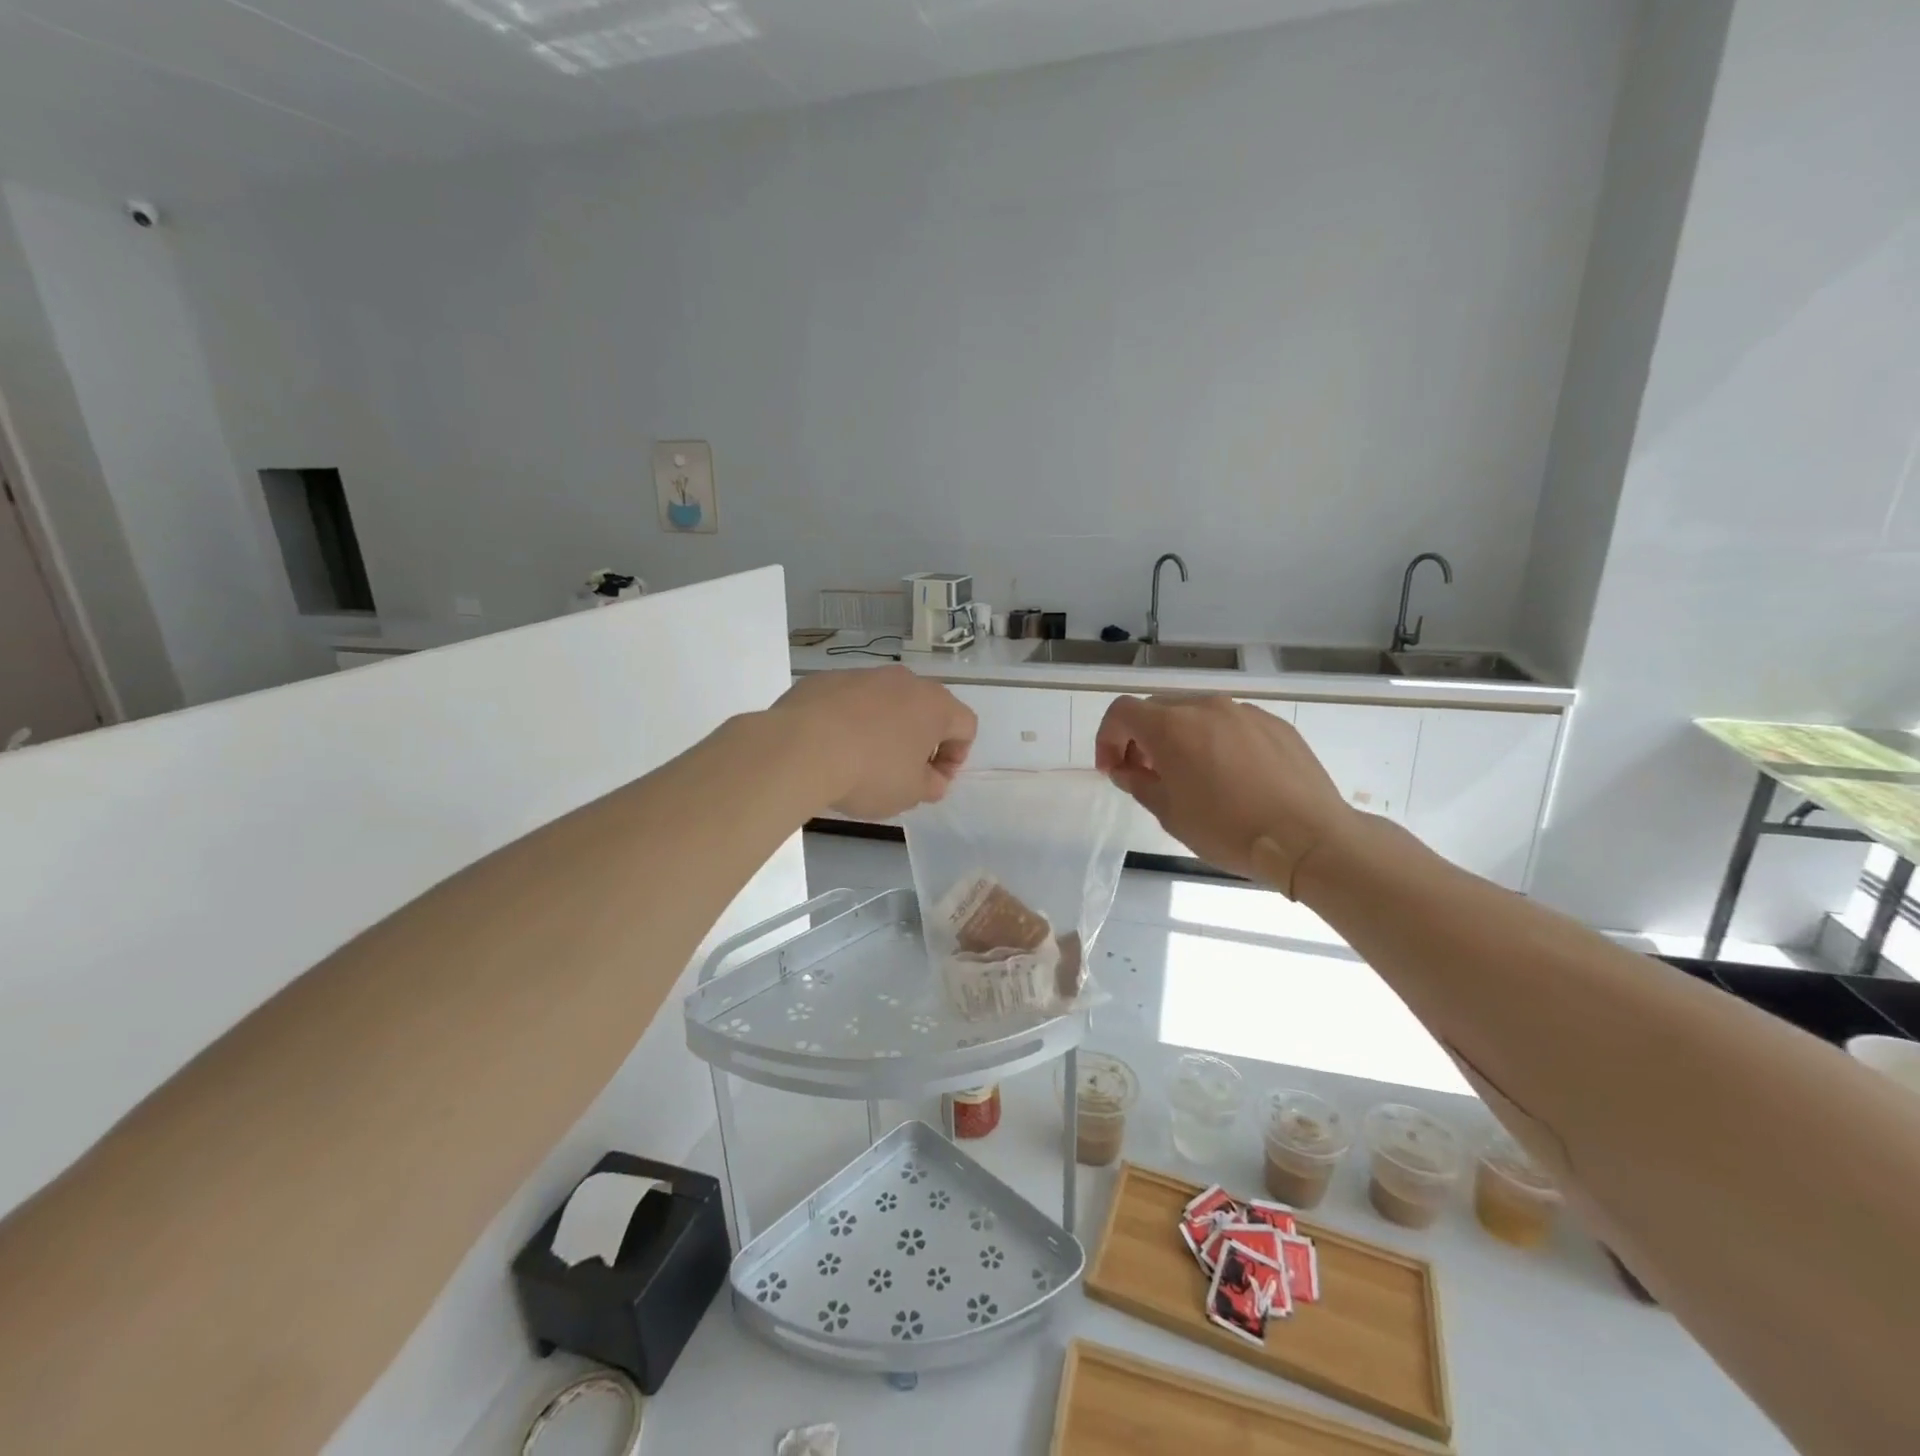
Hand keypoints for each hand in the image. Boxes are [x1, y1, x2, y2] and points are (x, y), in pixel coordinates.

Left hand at [772, 667, 976, 819]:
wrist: (800, 748)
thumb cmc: (869, 773)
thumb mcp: (910, 793)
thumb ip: (932, 785)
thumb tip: (933, 777)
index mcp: (934, 705)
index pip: (965, 726)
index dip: (956, 756)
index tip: (933, 780)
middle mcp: (903, 681)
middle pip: (925, 707)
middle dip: (920, 738)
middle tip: (903, 770)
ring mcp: (862, 675)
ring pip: (885, 701)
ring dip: (884, 727)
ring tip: (862, 759)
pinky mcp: (826, 679)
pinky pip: (849, 700)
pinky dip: (848, 720)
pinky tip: (831, 746)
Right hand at [1095, 695, 1355, 892]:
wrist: (1308, 838)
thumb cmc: (1228, 829)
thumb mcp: (1170, 814)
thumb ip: (1139, 783)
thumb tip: (1126, 770)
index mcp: (1171, 726)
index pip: (1122, 712)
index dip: (1107, 738)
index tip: (1113, 770)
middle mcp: (1206, 707)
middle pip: (1158, 708)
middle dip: (1141, 738)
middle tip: (1145, 774)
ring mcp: (1244, 712)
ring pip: (1196, 713)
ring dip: (1179, 737)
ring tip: (1190, 775)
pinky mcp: (1274, 724)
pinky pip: (1230, 723)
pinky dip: (1215, 741)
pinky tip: (1230, 776)